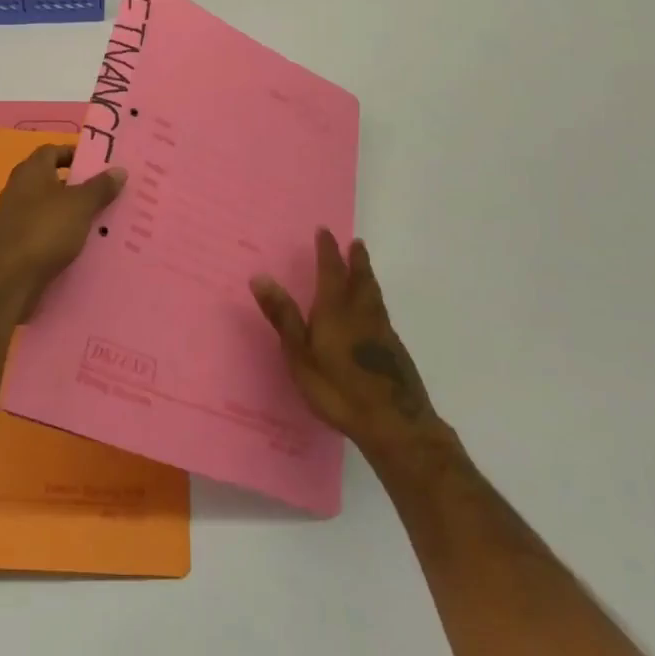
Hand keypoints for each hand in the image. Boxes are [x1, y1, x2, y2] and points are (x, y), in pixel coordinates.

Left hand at [0, 146, 124, 307]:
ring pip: (52, 209)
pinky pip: (47, 232)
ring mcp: (16, 218)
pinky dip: (64, 235)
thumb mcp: (79, 205)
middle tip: (110, 194)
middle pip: (54, 181)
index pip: (53, 151)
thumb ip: (100, 187)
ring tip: (105, 221)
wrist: (8, 280)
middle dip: (81, 187)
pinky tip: (85, 246)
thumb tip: (119, 170)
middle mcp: (20, 189)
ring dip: (74, 214)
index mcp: (31, 171)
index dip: (76, 154)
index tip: (101, 165)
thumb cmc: (44, 230)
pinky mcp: (18, 244)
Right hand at [251, 229, 447, 463]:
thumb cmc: (338, 389)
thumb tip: (260, 276)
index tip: (325, 231)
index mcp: (336, 309)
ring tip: (365, 268)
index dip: (328, 250)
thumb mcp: (300, 354)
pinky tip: (374, 313)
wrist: (394, 423)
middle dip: (356, 260)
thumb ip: (283, 316)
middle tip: (356, 243)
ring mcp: (382, 332)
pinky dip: (375, 301)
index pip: (331, 270)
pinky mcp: (394, 351)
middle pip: (361, 278)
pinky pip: (381, 313)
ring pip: (374, 295)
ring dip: (368, 277)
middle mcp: (361, 313)